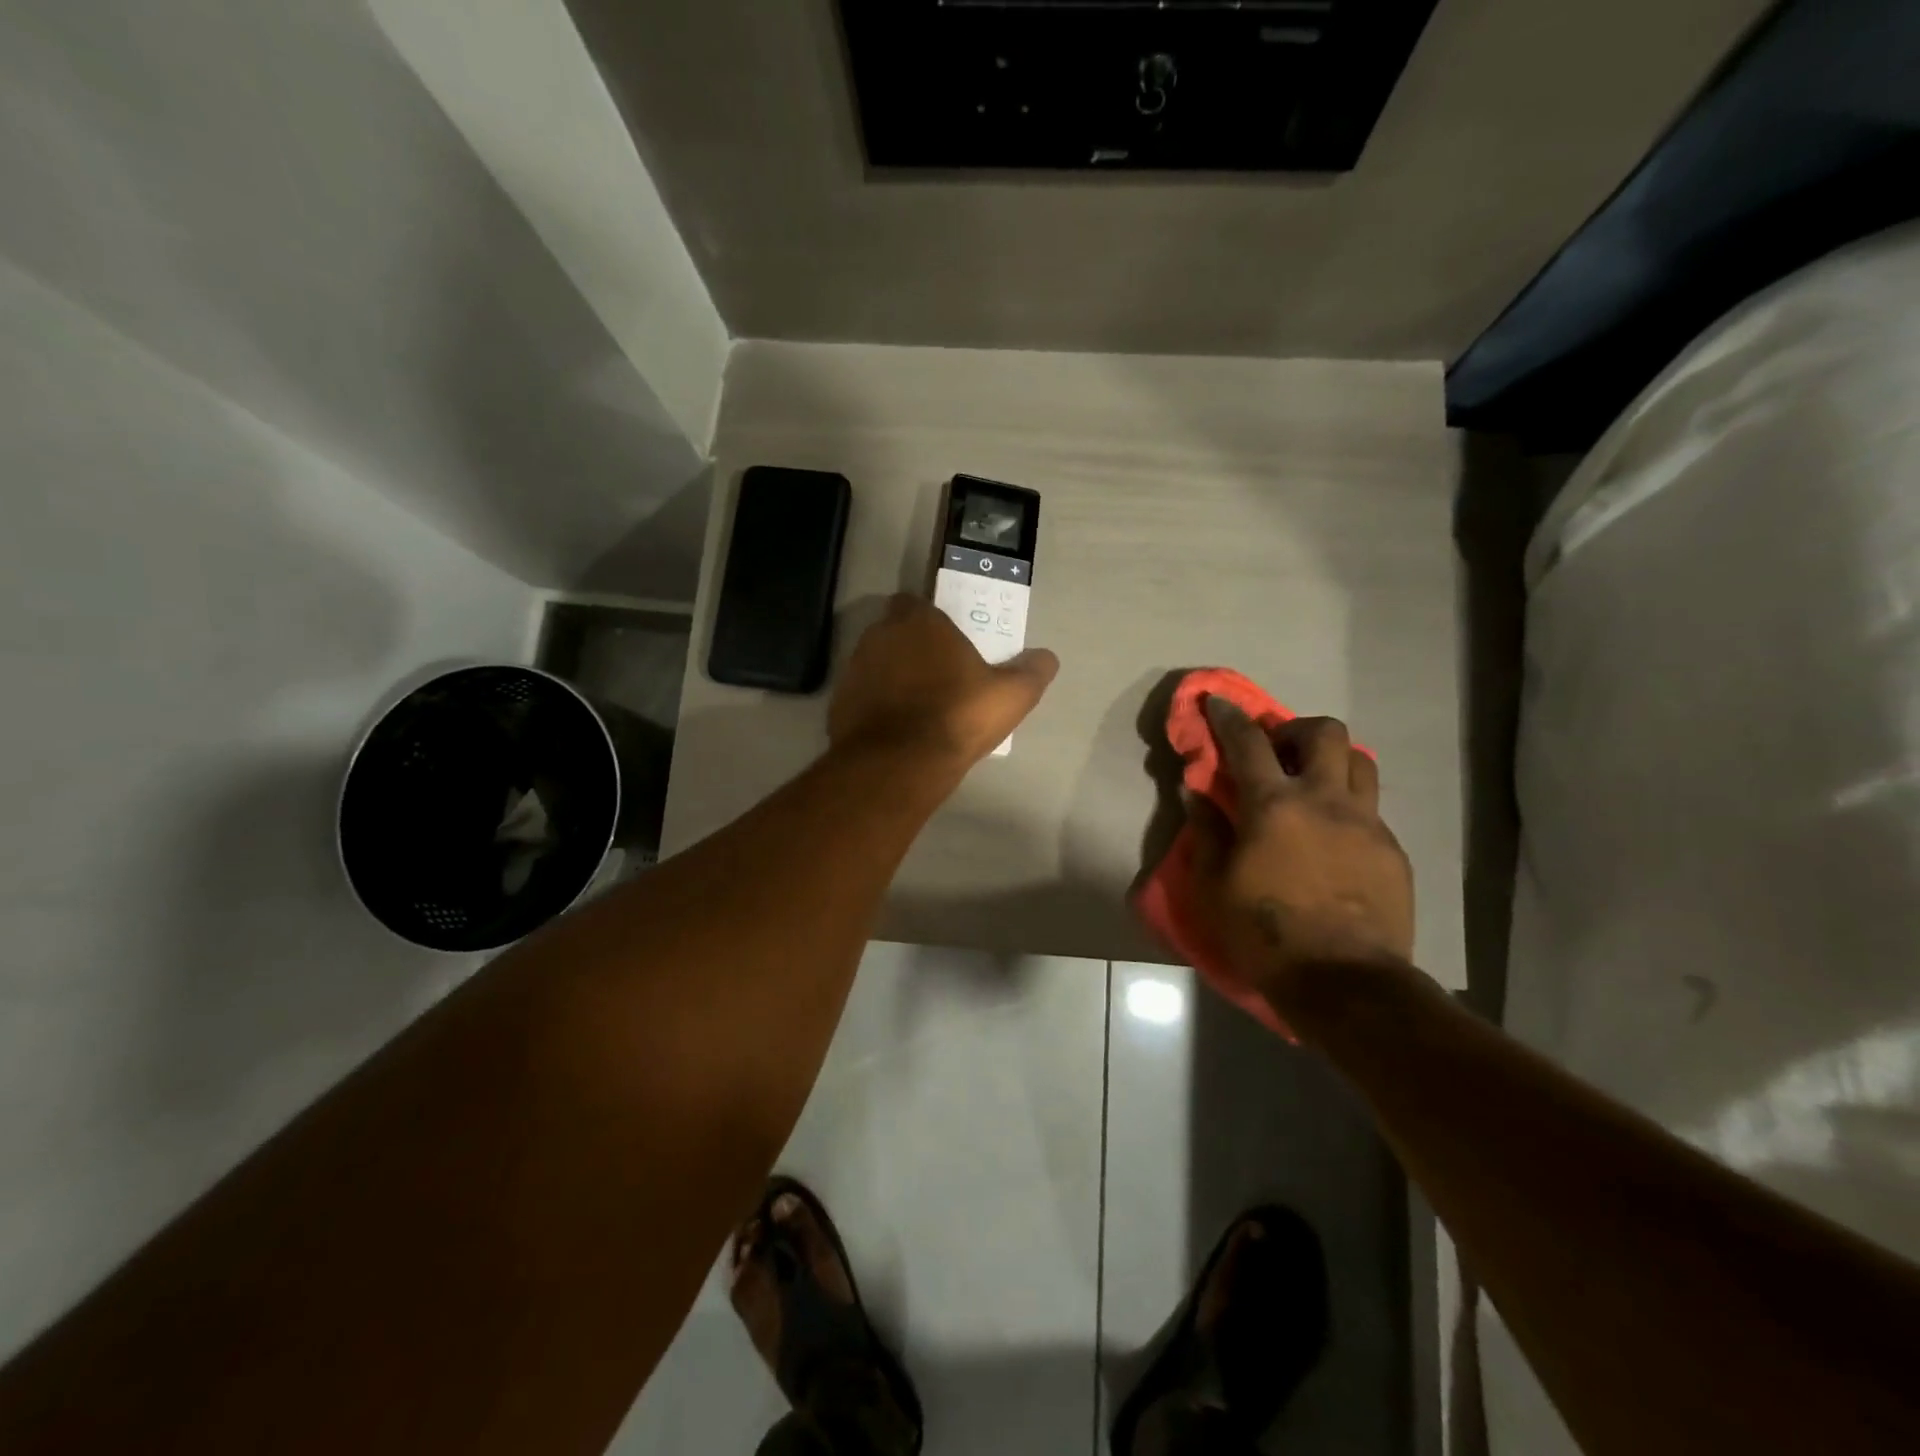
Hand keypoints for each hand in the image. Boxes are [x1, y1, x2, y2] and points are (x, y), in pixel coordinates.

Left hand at [828, 596, 1058, 768]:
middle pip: (894, 632)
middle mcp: (879, 636)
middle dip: (911, 647)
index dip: (932, 621)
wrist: (898, 765)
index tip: (949, 644)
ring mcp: (853, 670)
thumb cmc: (957, 716)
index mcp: (918, 622)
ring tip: (917, 706)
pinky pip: (862, 696)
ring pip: (875, 663)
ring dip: (892, 676)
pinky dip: (875, 706)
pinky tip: (895, 730)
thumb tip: (1047, 657)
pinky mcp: (839, 704)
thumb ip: (1032, 672)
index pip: (916, 603)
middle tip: (938, 675)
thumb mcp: (1011, 696)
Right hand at [1188, 699, 1414, 1017]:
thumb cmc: (1264, 933)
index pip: (1248, 743)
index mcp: (1274, 806)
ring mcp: (1366, 824)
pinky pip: (1371, 810)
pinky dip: (1348, 808)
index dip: (1229, 716)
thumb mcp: (1213, 886)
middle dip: (1297, 728)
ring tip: (1312, 785)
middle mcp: (1325, 801)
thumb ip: (1207, 831)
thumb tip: (1197, 792)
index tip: (1217, 701)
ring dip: (1332, 760)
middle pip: (1325, 733)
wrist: (1343, 984)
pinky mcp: (1392, 851)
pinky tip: (1333, 840)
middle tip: (1278, 751)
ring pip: (1361, 762)